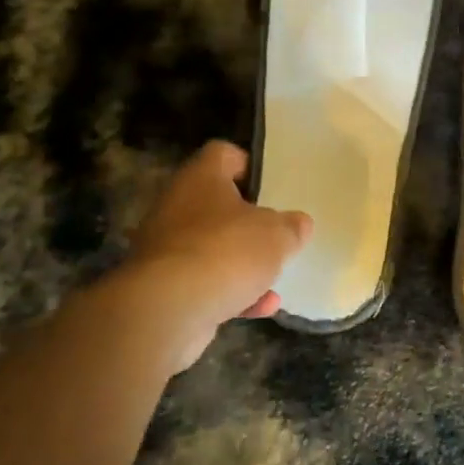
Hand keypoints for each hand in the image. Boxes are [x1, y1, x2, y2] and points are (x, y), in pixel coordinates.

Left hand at [123, 142, 312, 372]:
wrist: (168, 310)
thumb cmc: (226, 251)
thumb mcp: (276, 235)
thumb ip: (291, 227)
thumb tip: (299, 223)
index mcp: (201, 179)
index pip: (223, 154)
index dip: (249, 164)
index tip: (272, 184)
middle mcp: (177, 207)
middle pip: (217, 205)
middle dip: (248, 222)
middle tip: (276, 232)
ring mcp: (166, 249)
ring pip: (212, 248)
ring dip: (242, 263)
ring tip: (275, 276)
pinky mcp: (164, 288)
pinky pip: (205, 283)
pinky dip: (232, 293)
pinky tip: (262, 306)